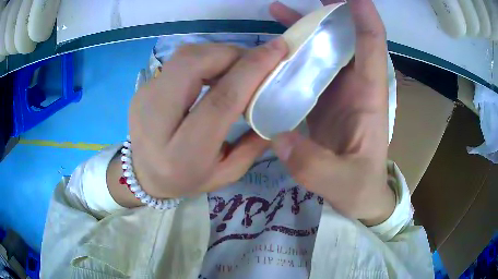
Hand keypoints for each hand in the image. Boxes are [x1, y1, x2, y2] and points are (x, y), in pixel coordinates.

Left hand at [122, 41, 287, 200]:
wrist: (143, 175)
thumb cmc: (186, 180)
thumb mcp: (226, 173)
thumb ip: (253, 144)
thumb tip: (275, 104)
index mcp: (183, 152)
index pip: (221, 99)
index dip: (252, 69)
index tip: (279, 49)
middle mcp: (156, 120)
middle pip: (195, 64)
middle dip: (232, 53)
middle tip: (254, 62)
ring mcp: (144, 98)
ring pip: (185, 56)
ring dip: (218, 54)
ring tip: (236, 67)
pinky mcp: (143, 88)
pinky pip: (178, 61)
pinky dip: (203, 59)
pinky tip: (213, 72)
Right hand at [270, 0, 394, 225]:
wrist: (360, 197)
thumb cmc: (361, 189)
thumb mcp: (343, 184)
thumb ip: (315, 167)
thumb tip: (278, 138)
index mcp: (369, 97)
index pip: (372, 45)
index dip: (364, 17)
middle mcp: (356, 86)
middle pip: (347, 37)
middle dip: (331, 11)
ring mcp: (338, 91)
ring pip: (325, 48)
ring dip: (305, 27)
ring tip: (277, 9)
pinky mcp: (323, 99)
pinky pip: (308, 67)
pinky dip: (293, 52)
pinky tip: (272, 46)